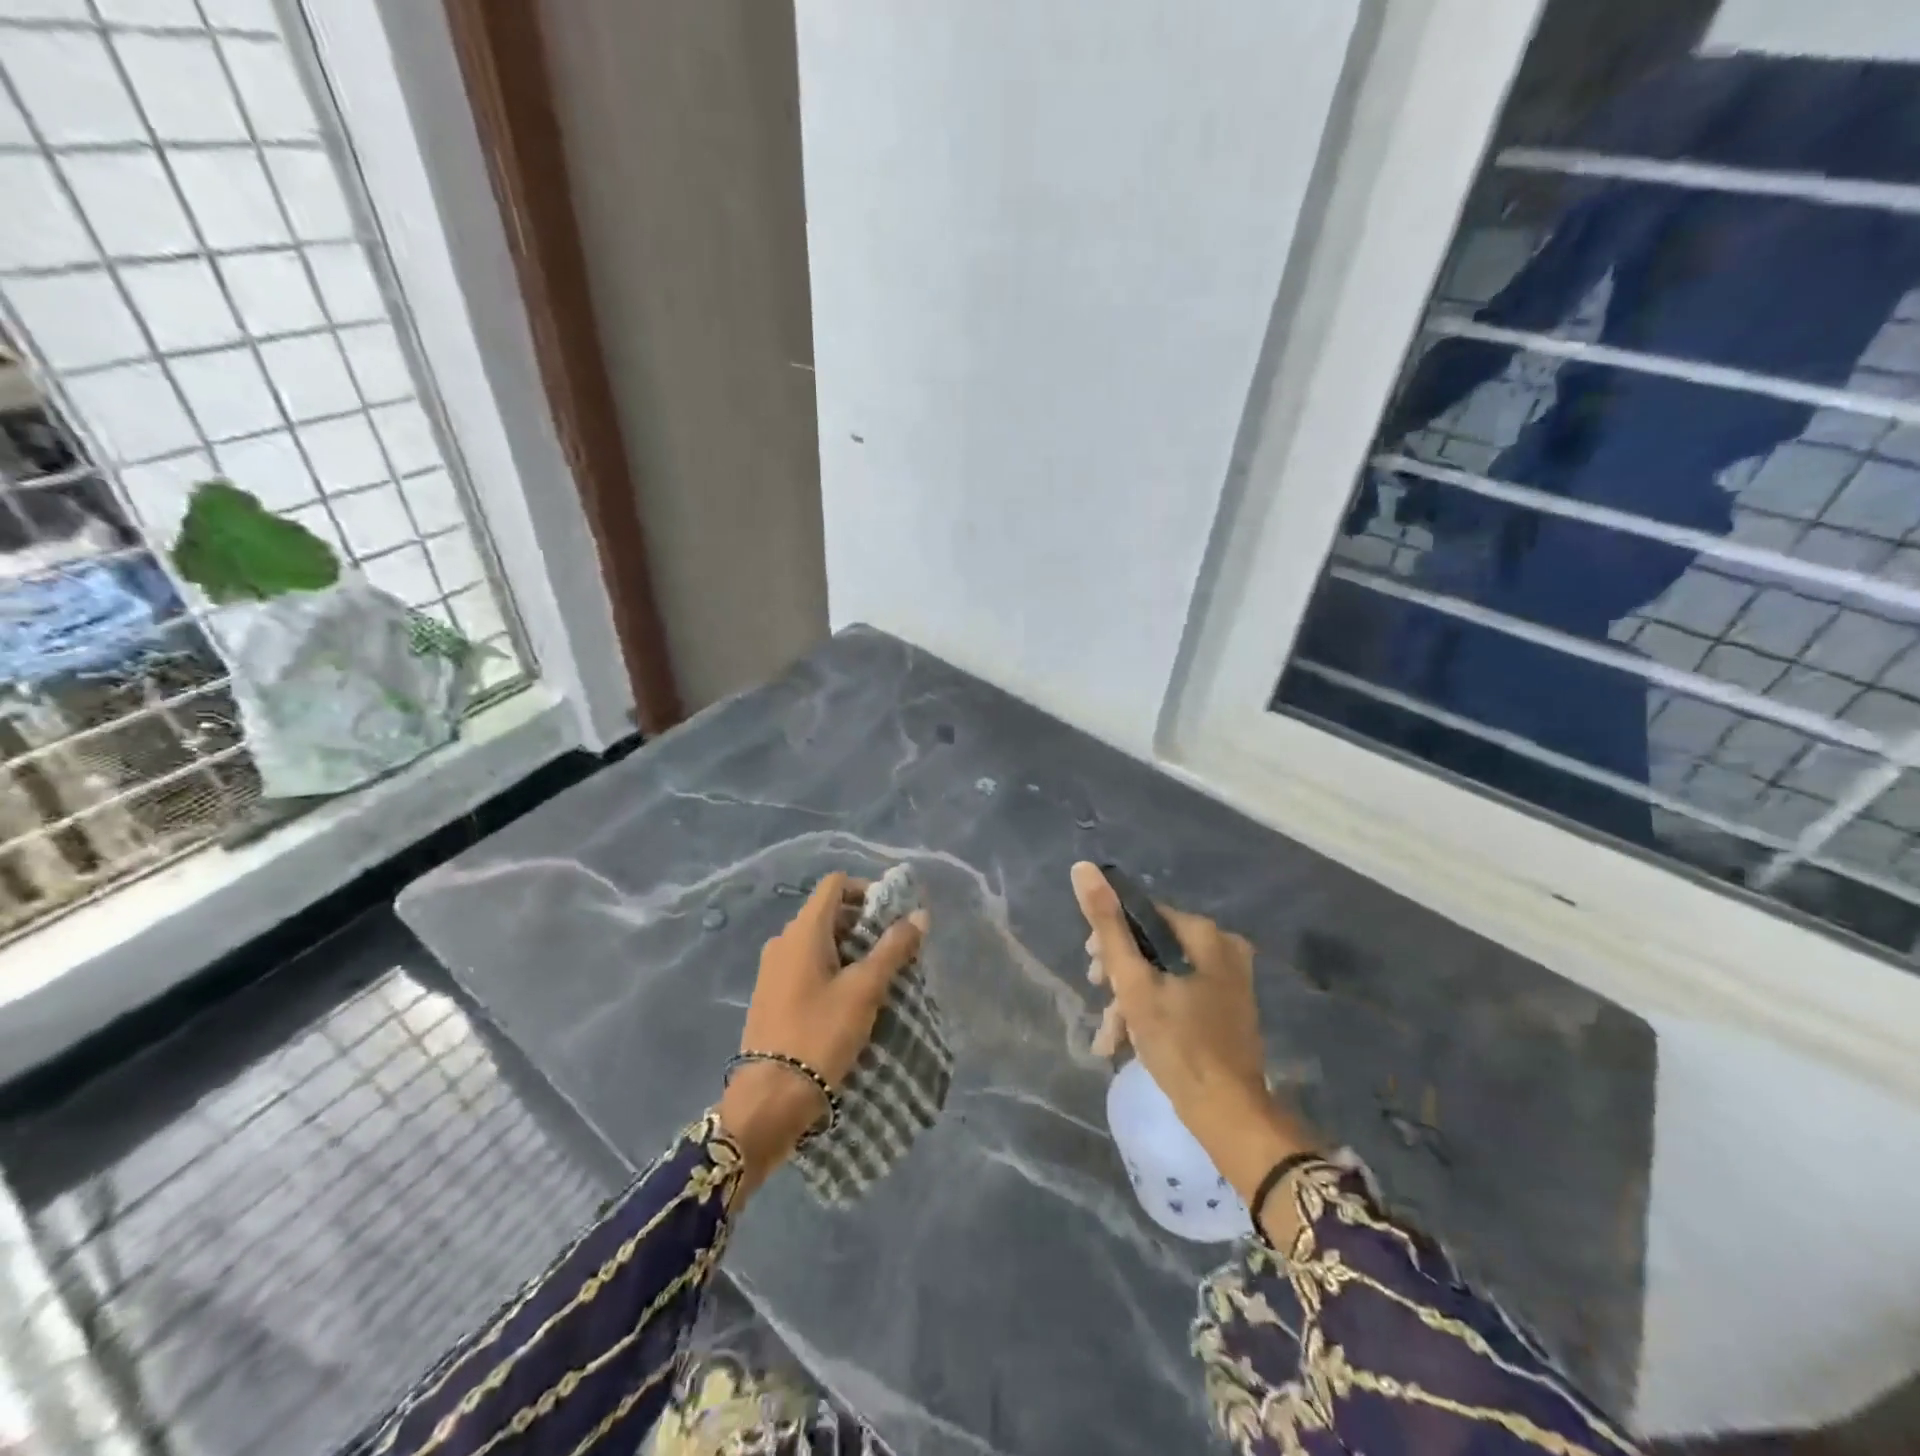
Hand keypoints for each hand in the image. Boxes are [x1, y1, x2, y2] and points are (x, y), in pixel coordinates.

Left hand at [719, 871, 927, 1196]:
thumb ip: (893, 948)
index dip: (866, 890)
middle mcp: (783, 940)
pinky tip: (848, 999)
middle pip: (828, 912)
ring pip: (817, 940)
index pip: (835, 884)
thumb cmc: (820, 1034)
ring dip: (849, 948)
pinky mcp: (770, 994)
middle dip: (863, 924)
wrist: (769, 1099)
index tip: (892, 917)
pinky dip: (830, 968)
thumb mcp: (865, 990)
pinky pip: (805, 964)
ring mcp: (772, 969)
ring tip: (875, 978)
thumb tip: (919, 914)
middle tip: (892, 951)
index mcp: (803, 930)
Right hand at [1072, 862, 1316, 1241]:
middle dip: (1120, 976)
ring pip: (1163, 975)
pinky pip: (1179, 995)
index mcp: (1206, 935)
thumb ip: (1107, 925)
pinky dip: (1153, 1013)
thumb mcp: (1133, 981)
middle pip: (1152, 946)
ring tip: (1110, 1037)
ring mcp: (1228, 981)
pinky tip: (1128, 1043)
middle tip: (1101, 999)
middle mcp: (1223, 949)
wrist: (1228, 1114)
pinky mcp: (1226, 1009)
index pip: (1144, 915)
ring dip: (1131, 1002)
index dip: (1111, 938)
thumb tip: (1083, 868)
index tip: (1092, 969)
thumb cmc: (1178, 1043)